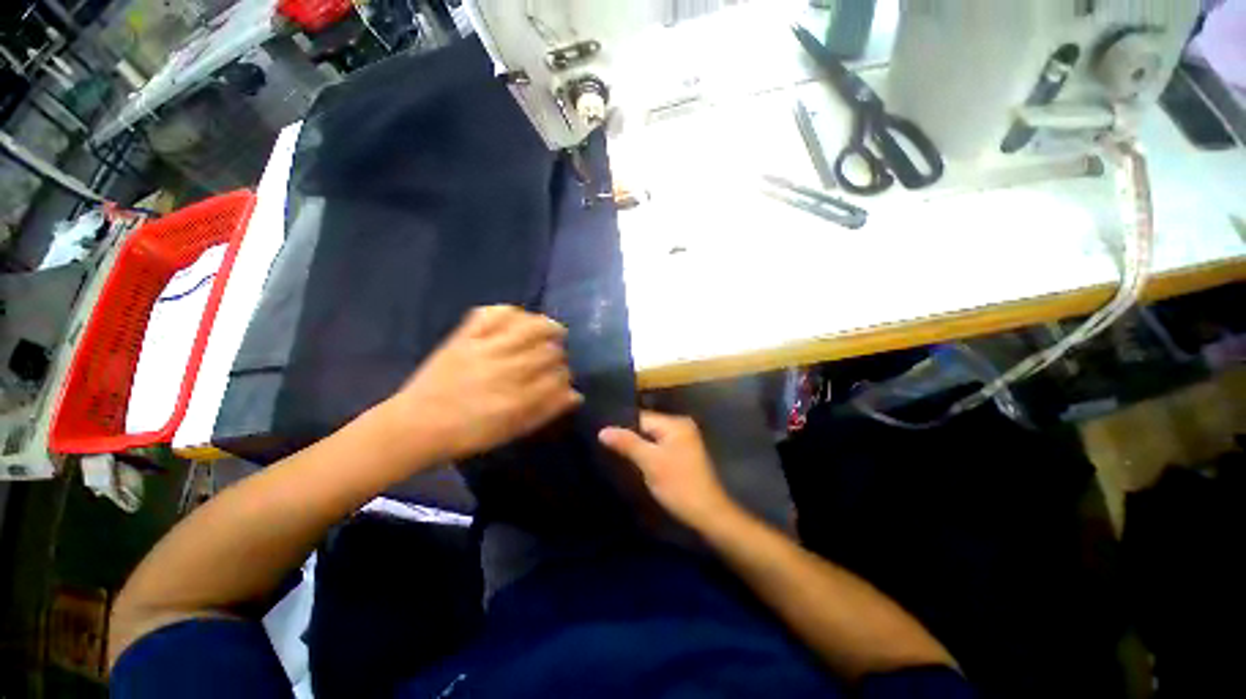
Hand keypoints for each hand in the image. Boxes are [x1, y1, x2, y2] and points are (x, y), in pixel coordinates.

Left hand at [385, 305, 581, 462]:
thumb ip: (546, 411)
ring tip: (552, 330)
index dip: (566, 377)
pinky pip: (492, 314)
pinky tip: (518, 318)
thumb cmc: (468, 434)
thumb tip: (576, 394)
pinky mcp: (465, 337)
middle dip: (559, 355)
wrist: (416, 425)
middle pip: (549, 352)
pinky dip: (509, 311)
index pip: (560, 377)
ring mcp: (485, 349)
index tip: (562, 379)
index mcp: (519, 399)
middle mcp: (507, 371)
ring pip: (529, 327)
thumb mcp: (512, 431)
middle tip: (554, 359)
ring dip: (546, 326)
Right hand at [599, 411, 737, 530]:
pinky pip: (659, 448)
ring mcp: (683, 441)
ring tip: (615, 455)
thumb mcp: (650, 462)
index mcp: (676, 423)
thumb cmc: (679, 485)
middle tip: (606, 447)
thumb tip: (603, 430)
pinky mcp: (683, 455)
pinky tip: (635, 463)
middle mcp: (681, 427)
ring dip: (637, 447)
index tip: (603, 437)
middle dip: (629, 437)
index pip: (642, 417)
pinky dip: (648, 454)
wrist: (708, 515)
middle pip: (647, 427)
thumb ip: (627, 443)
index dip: (623, 427)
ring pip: (652, 439)